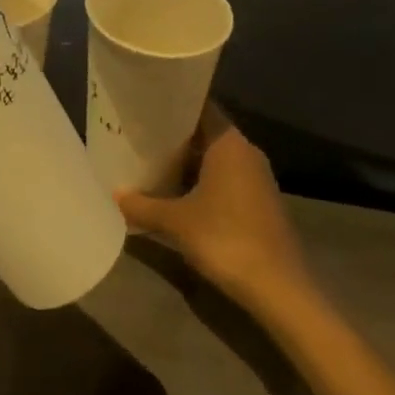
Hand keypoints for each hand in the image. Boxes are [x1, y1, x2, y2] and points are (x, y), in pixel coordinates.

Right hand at [116, 104, 310, 305]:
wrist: (280, 289)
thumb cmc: (226, 239)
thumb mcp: (176, 222)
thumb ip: (143, 206)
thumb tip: (114, 195)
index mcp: (229, 143)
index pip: (200, 107)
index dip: (173, 105)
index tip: (146, 105)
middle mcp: (246, 152)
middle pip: (206, 132)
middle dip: (175, 136)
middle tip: (140, 135)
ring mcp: (257, 178)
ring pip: (216, 158)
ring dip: (188, 162)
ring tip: (152, 163)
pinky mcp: (261, 202)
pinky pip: (226, 179)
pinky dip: (203, 181)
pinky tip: (178, 194)